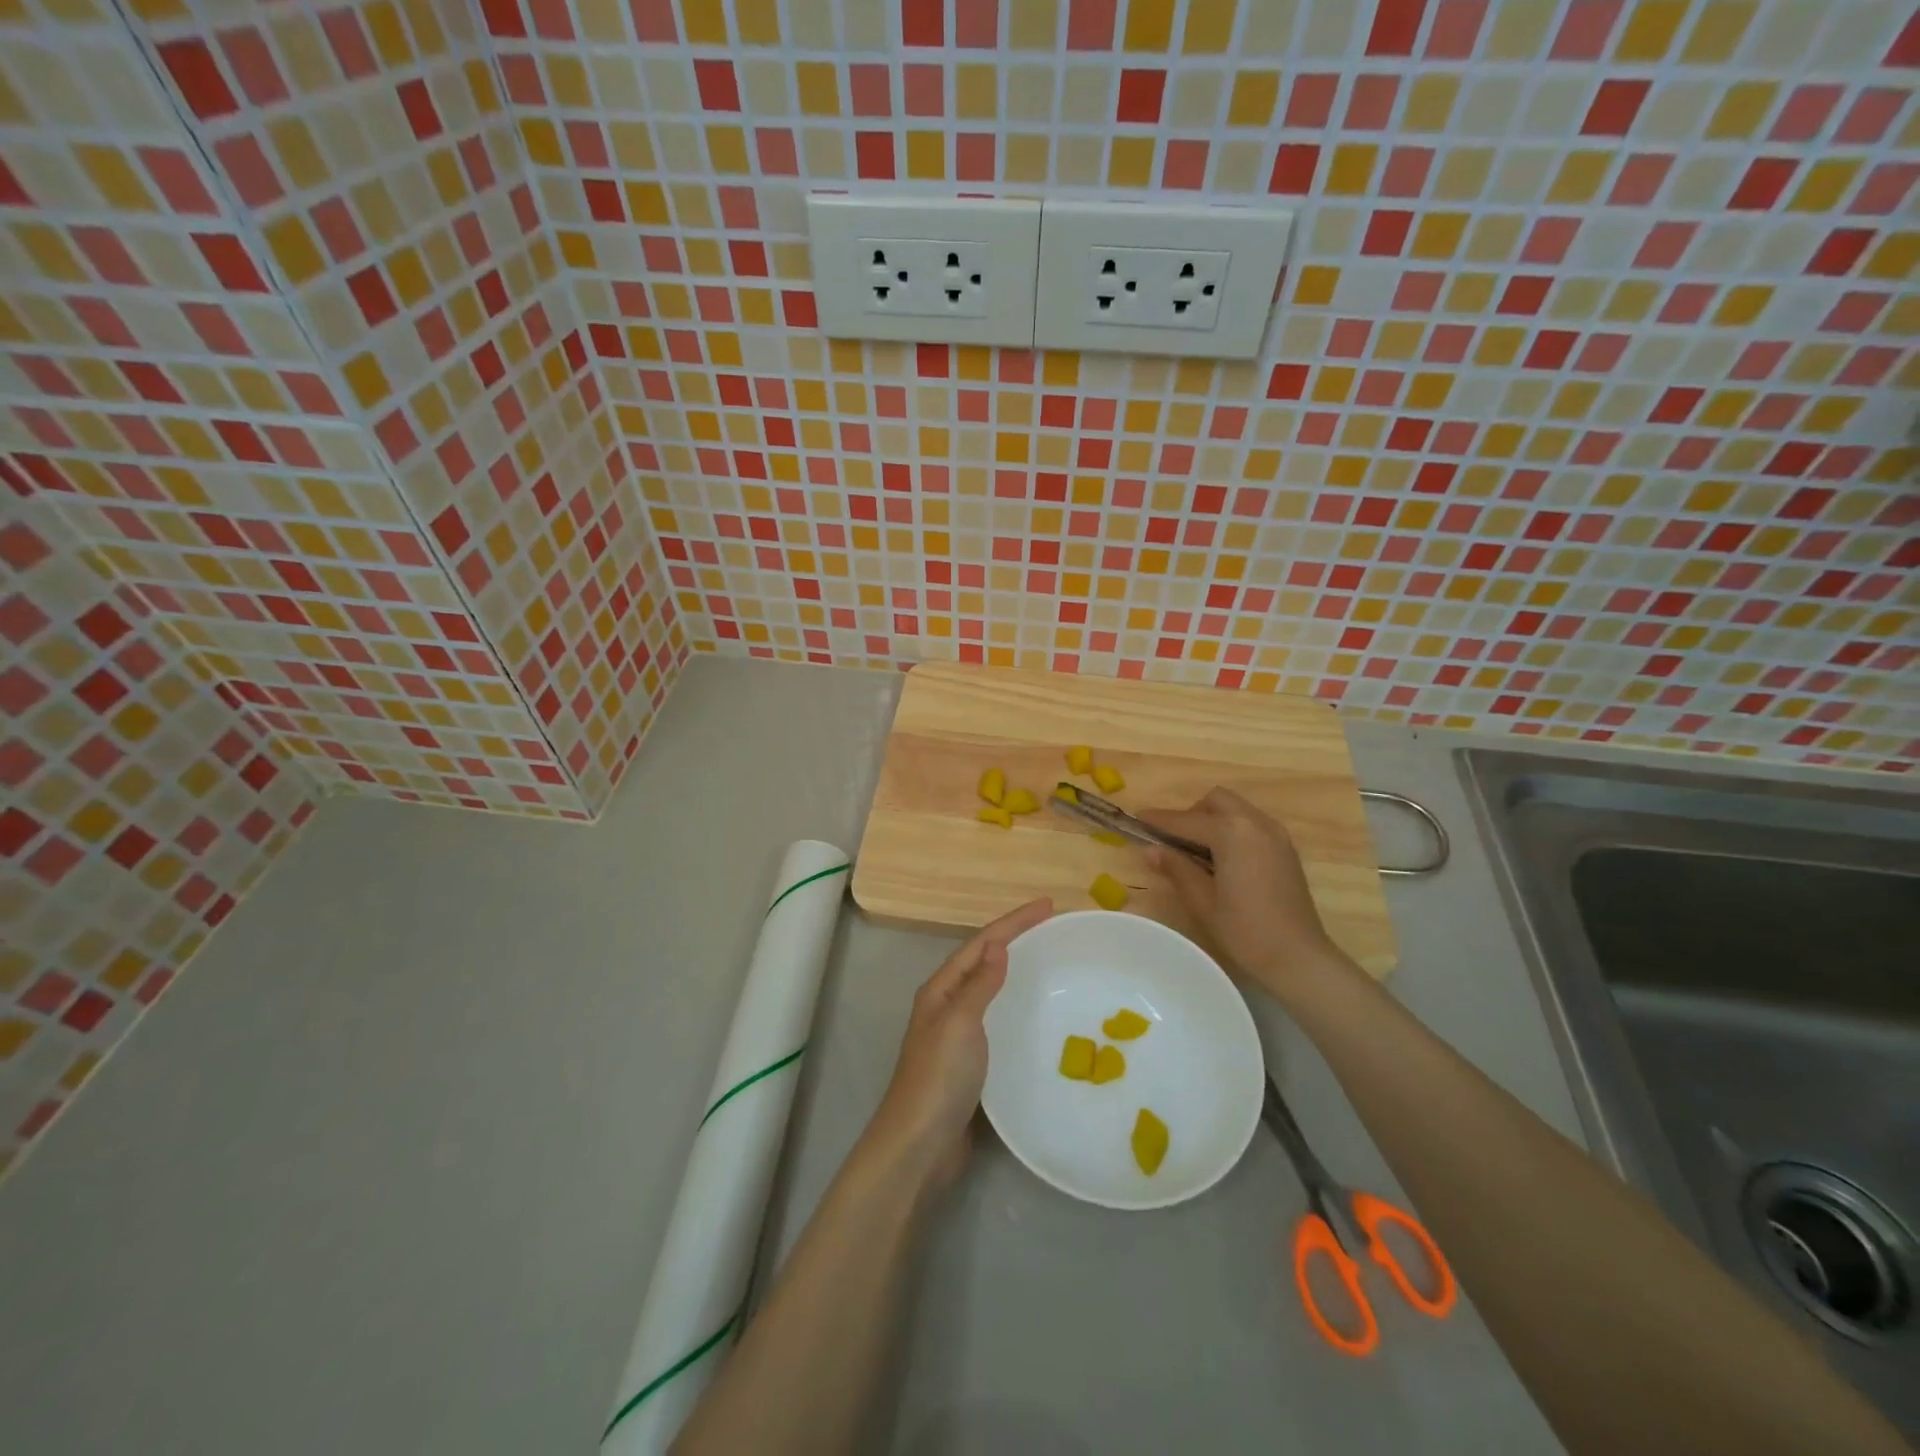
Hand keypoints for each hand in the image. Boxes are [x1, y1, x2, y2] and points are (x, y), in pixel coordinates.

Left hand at [867, 898, 1052, 1185]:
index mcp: (941, 990)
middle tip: (1052, 927)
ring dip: (1015, 968)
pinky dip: (1014, 1004)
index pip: (981, 943)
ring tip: (1047, 960)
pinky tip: (1033, 1012)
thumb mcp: (960, 1023)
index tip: (1048, 906)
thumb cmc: (939, 1078)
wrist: (920, 1145)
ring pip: (989, 988)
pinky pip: (996, 1018)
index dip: (1014, 922)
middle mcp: (946, 1005)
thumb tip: (998, 946)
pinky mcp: (969, 1061)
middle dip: (1015, 938)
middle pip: (984, 960)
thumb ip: (979, 985)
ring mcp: (956, 1033)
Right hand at [1142, 788, 1350, 1001]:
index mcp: (1232, 833)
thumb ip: (1176, 868)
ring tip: (1198, 852)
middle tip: (1174, 841)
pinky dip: (1232, 830)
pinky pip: (1251, 824)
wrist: (1298, 957)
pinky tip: (1223, 859)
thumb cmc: (1245, 930)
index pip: (1186, 820)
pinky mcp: (1285, 848)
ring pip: (1236, 809)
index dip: (1159, 820)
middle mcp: (1255, 823)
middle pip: (1215, 801)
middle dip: (1191, 814)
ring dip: (1213, 820)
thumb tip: (1150, 849)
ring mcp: (1275, 834)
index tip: (1136, 818)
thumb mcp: (1202, 900)